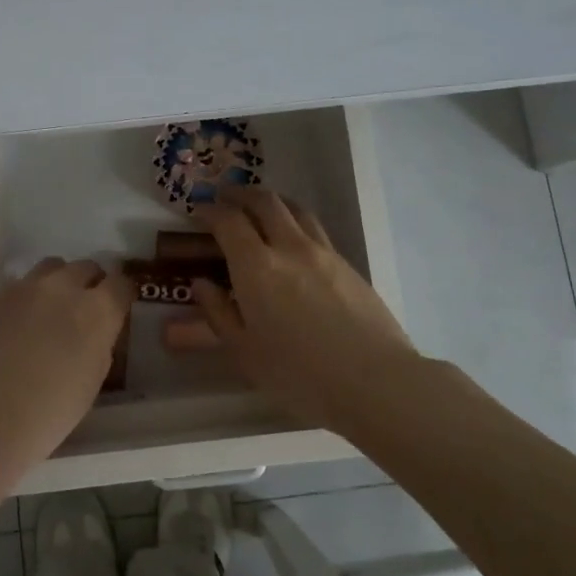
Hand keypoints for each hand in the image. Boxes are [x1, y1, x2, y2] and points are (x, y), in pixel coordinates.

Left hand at [0, 257, 132, 464]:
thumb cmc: (46, 416)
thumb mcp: (91, 382)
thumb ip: (99, 344)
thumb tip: (96, 331)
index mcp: (95, 312)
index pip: (121, 284)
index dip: (122, 295)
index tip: (118, 308)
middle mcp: (62, 289)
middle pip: (85, 267)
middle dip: (91, 284)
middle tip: (85, 310)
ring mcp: (23, 289)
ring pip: (51, 268)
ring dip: (59, 283)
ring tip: (52, 310)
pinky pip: (19, 287)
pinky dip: (28, 299)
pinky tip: (19, 326)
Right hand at [192, 188, 416, 427]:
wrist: (375, 381)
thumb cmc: (299, 374)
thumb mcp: (245, 352)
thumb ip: (218, 313)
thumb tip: (201, 284)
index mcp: (256, 266)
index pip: (229, 221)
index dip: (211, 210)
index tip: (200, 210)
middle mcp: (289, 247)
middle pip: (265, 202)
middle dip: (241, 194)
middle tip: (226, 196)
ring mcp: (324, 252)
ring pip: (295, 208)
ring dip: (272, 201)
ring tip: (260, 208)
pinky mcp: (348, 264)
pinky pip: (315, 229)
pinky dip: (296, 221)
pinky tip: (293, 241)